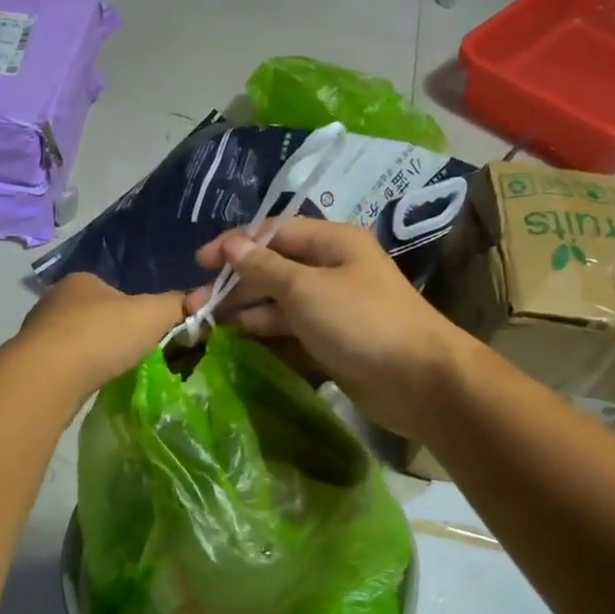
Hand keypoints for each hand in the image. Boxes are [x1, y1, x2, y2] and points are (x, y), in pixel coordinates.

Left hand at [16, 272, 186, 401]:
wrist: (48, 376)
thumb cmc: (102, 335)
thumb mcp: (152, 315)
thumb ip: (178, 305)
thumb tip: (203, 298)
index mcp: (82, 281)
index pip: (114, 289)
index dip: (135, 309)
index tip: (149, 331)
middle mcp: (55, 300)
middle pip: (94, 314)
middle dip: (112, 332)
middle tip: (134, 353)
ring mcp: (38, 332)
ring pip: (76, 340)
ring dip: (93, 353)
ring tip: (112, 371)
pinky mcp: (30, 363)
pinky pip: (63, 364)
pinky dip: (78, 372)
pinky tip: (88, 384)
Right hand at [188, 218, 471, 434]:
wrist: (418, 380)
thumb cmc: (362, 322)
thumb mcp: (306, 288)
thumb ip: (264, 267)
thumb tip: (231, 244)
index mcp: (332, 242)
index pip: (274, 233)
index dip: (235, 244)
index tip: (200, 263)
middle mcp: (332, 268)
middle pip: (274, 267)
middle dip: (236, 282)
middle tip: (196, 305)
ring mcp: (333, 306)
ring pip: (280, 300)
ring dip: (247, 308)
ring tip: (208, 324)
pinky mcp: (333, 339)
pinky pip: (292, 327)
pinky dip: (266, 330)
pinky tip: (238, 339)